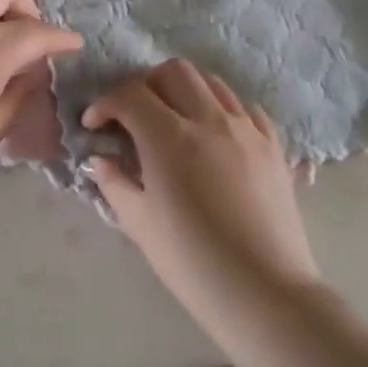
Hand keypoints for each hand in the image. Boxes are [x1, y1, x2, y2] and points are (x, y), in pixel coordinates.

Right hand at [83, 60, 319, 318]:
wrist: (265, 294)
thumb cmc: (192, 262)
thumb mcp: (139, 224)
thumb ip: (114, 182)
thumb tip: (100, 158)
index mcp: (169, 136)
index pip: (130, 95)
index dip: (105, 104)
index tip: (94, 125)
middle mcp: (209, 119)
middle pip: (173, 72)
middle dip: (145, 85)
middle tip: (134, 116)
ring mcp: (246, 129)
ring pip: (211, 82)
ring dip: (184, 90)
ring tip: (174, 119)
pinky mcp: (273, 147)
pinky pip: (245, 108)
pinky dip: (222, 109)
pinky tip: (215, 134)